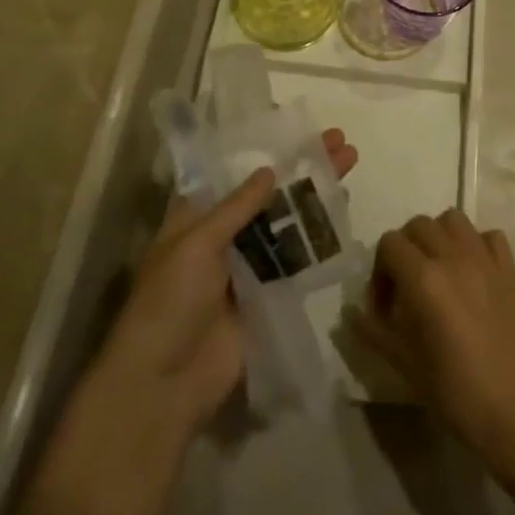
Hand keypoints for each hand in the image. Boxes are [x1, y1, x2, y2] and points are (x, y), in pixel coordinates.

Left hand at [97, 128, 360, 436]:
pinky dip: (317, 236)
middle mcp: (222, 236)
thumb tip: (269, 170)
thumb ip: (235, 208)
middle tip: (340, 141)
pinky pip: (295, 259)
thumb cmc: (169, 303)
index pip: (235, 173)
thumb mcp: (196, 245)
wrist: (165, 385)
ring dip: (316, 194)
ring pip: (287, 221)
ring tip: (350, 164)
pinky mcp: (266, 295)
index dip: (267, 151)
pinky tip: (342, 213)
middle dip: (303, 166)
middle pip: (269, 194)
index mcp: (196, 218)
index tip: (301, 130)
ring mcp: (246, 266)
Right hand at [356, 211, 514, 493]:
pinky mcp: (510, 269)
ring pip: (453, 220)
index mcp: (424, 278)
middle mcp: (454, 257)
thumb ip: (374, 331)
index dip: (380, 271)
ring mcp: (485, 259)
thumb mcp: (406, 364)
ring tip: (438, 271)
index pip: (389, 244)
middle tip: (407, 286)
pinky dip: (476, 244)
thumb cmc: (456, 392)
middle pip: (418, 225)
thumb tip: (350, 313)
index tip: (384, 305)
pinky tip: (472, 273)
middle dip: (405, 249)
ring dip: (439, 237)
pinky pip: (489, 235)